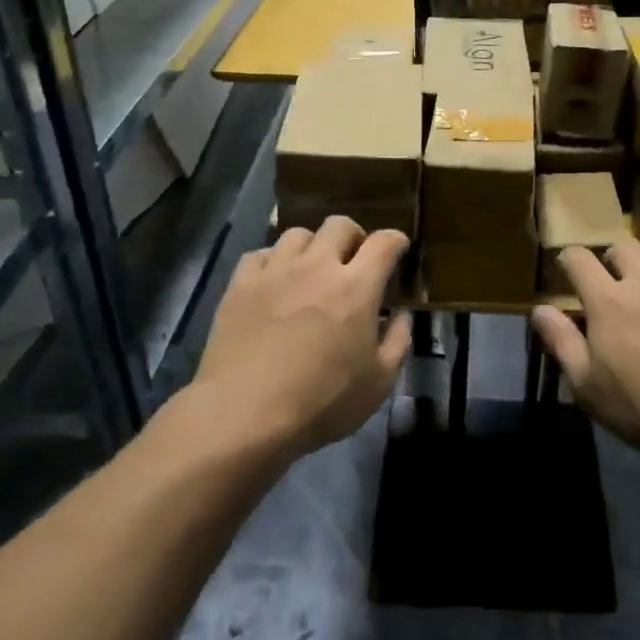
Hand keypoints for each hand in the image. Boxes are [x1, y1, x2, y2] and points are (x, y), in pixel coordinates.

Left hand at [195, 217, 411, 456]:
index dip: (396, 241)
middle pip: (340, 225)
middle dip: (353, 237)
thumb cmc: (321, 402)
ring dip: (312, 247)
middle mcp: (317, 266)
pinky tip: (273, 282)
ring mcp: (275, 271)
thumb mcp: (378, 383)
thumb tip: (399, 315)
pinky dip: (273, 262)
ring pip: (298, 234)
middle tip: (353, 261)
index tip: (398, 250)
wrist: (244, 414)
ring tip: (310, 270)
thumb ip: (397, 341)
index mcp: (357, 286)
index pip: (384, 242)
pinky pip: (260, 254)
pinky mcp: (240, 284)